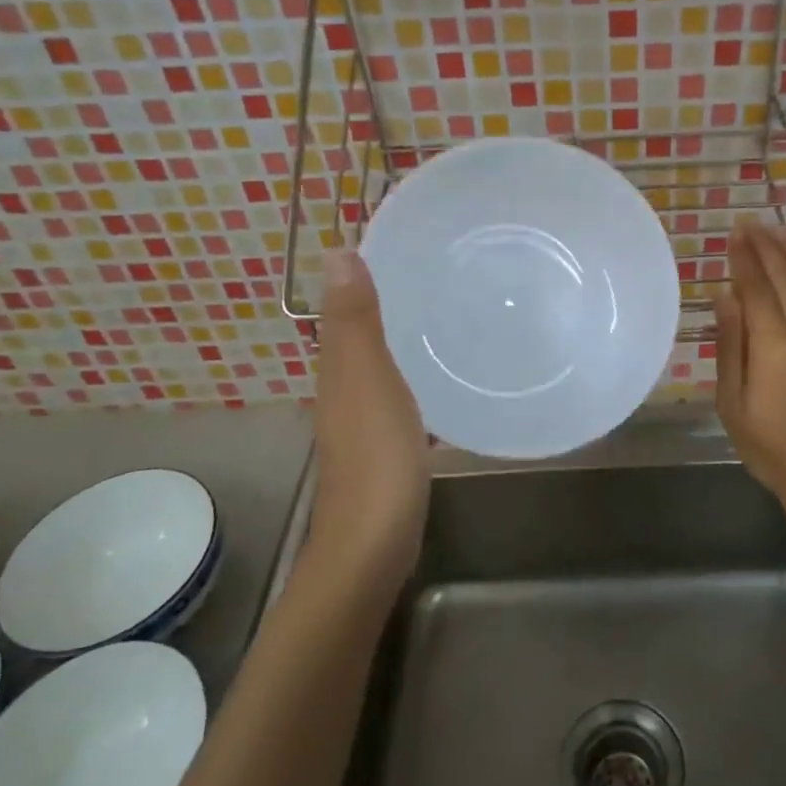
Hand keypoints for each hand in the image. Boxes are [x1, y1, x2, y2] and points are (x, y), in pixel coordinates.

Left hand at [310, 249, 429, 590]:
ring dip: (404, 339)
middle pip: (362, 334)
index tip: (404, 244)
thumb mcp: (368, 380)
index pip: (345, 308)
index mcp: (338, 369)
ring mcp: (365, 421)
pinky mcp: (389, 446)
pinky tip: (446, 377)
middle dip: (390, 302)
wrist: (374, 542)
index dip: (364, 275)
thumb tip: (335, 251)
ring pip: (382, 365)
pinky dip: (416, 376)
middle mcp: (345, 390)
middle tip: (439, 272)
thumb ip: (355, 321)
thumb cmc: (376, 456)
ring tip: (450, 313)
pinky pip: (402, 395)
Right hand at [713, 223, 785, 520]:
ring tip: (777, 230)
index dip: (743, 259)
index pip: (756, 290)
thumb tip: (726, 296)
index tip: (733, 234)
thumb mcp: (734, 406)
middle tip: (750, 223)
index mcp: (776, 352)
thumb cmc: (774, 449)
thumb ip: (731, 348)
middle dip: (766, 247)